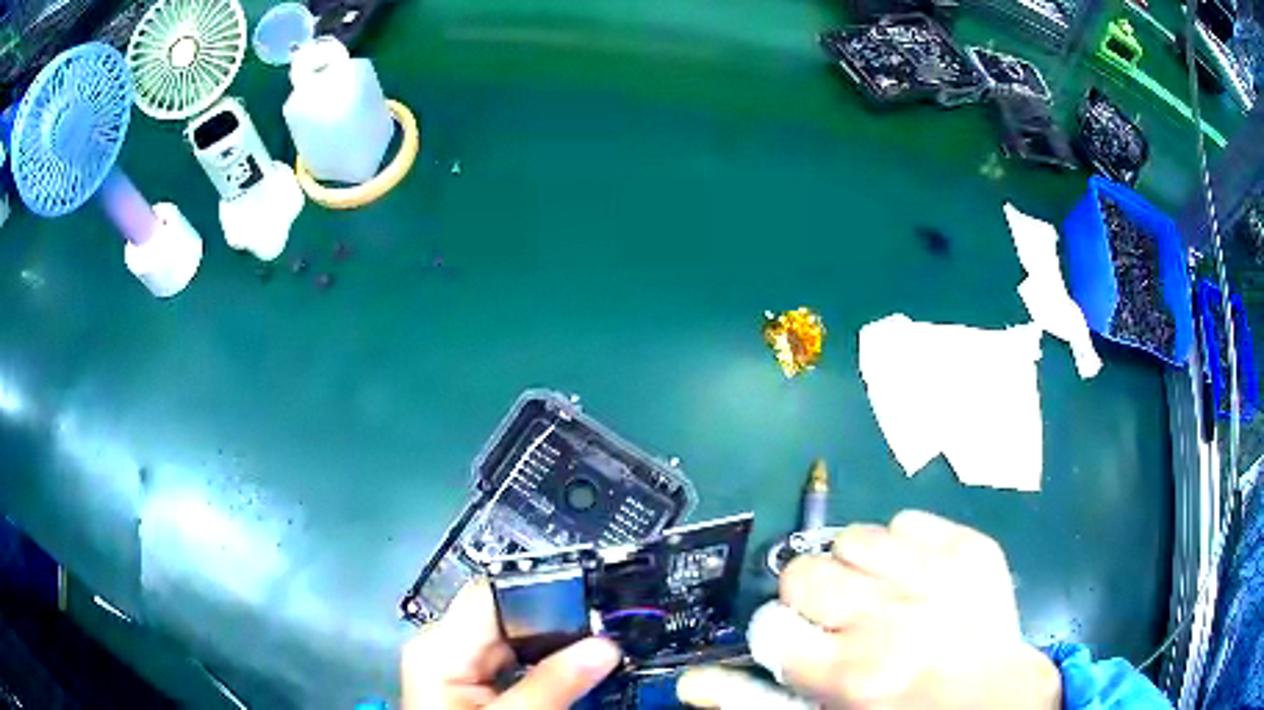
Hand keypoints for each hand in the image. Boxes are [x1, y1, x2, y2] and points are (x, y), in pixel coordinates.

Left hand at [401, 580, 621, 709]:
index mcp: (440, 646)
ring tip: (598, 647)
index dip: (544, 588)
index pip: (495, 593)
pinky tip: (571, 669)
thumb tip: (605, 646)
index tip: (595, 597)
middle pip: (507, 614)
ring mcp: (457, 664)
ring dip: (554, 643)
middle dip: (557, 620)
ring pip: (514, 637)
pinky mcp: (470, 681)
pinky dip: (544, 662)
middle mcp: (444, 645)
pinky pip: (513, 659)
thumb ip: (554, 684)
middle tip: (608, 627)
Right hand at [775, 510, 1060, 709]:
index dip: (780, 633)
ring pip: (854, 537)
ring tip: (881, 592)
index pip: (771, 626)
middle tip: (841, 617)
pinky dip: (904, 544)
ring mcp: (934, 573)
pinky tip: (918, 575)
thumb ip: (756, 702)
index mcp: (849, 672)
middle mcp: (887, 618)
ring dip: (857, 565)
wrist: (996, 696)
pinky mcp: (969, 546)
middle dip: (813, 596)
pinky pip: (908, 520)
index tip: (801, 643)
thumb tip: (690, 683)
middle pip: (805, 573)